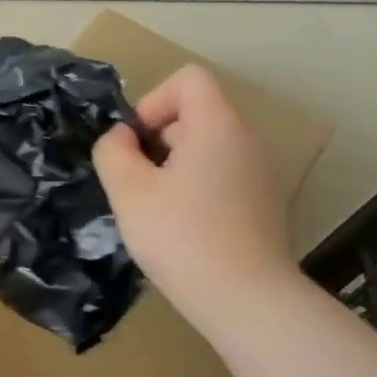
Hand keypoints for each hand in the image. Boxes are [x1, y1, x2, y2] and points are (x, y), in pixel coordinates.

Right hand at [92, 63, 296, 328]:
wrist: (243, 297)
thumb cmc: (180, 237)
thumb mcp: (128, 192)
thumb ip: (113, 152)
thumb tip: (120, 138)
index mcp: (217, 126)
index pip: (187, 79)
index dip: (152, 102)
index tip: (135, 146)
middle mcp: (247, 139)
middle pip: (197, 114)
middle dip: (158, 140)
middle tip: (137, 184)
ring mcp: (261, 172)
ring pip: (208, 148)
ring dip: (174, 167)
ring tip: (156, 210)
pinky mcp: (264, 202)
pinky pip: (222, 175)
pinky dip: (197, 188)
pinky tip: (184, 228)